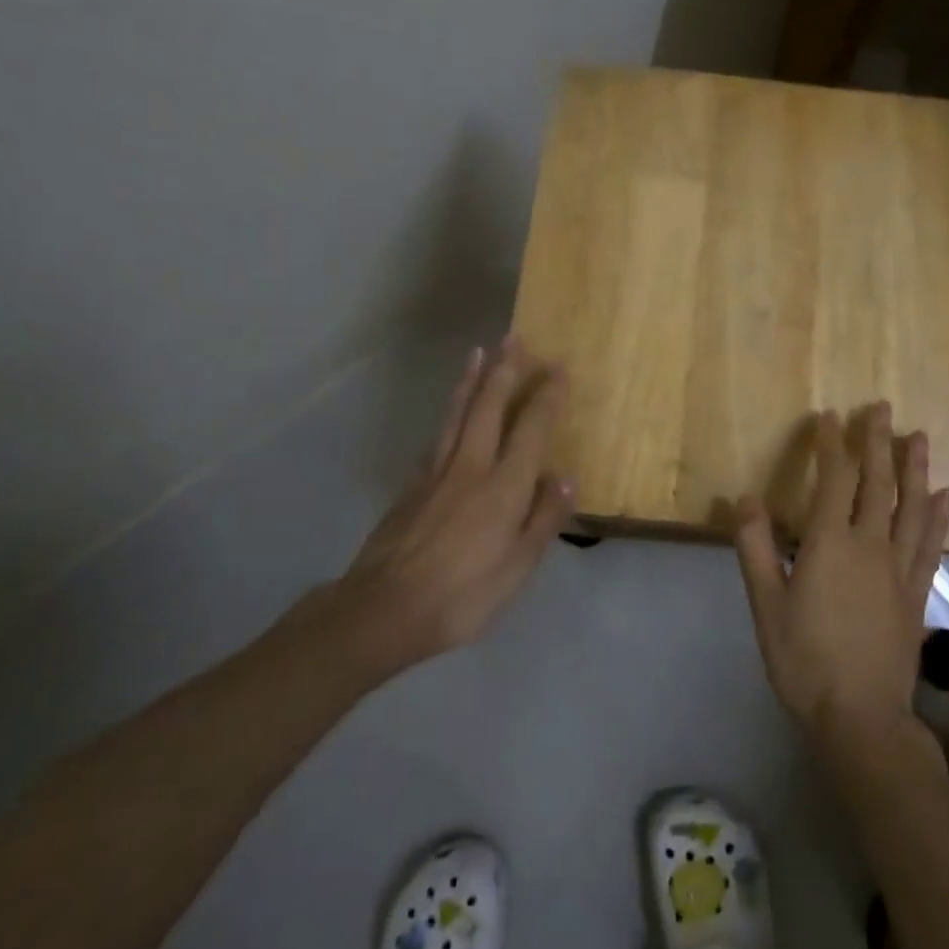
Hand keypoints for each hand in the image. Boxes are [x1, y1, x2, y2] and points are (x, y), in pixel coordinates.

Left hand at [341, 337, 572, 671]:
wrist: (383, 610)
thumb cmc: (462, 595)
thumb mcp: (517, 568)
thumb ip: (543, 520)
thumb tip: (564, 478)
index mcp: (503, 487)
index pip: (531, 428)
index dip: (546, 396)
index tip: (559, 369)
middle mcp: (471, 466)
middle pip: (489, 407)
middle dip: (505, 370)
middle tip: (514, 338)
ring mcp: (437, 472)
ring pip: (457, 414)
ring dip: (471, 380)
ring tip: (478, 352)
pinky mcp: (412, 485)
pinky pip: (437, 436)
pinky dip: (449, 414)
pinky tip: (451, 410)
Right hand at [732, 404, 948, 740]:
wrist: (860, 717)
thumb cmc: (805, 661)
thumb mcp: (766, 606)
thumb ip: (755, 548)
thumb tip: (746, 498)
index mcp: (830, 545)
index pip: (833, 481)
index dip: (831, 445)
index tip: (829, 416)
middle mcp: (870, 546)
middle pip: (878, 483)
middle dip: (878, 442)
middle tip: (882, 407)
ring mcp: (900, 568)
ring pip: (912, 507)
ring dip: (916, 469)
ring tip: (920, 437)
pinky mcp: (917, 592)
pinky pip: (932, 544)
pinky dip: (940, 516)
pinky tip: (946, 496)